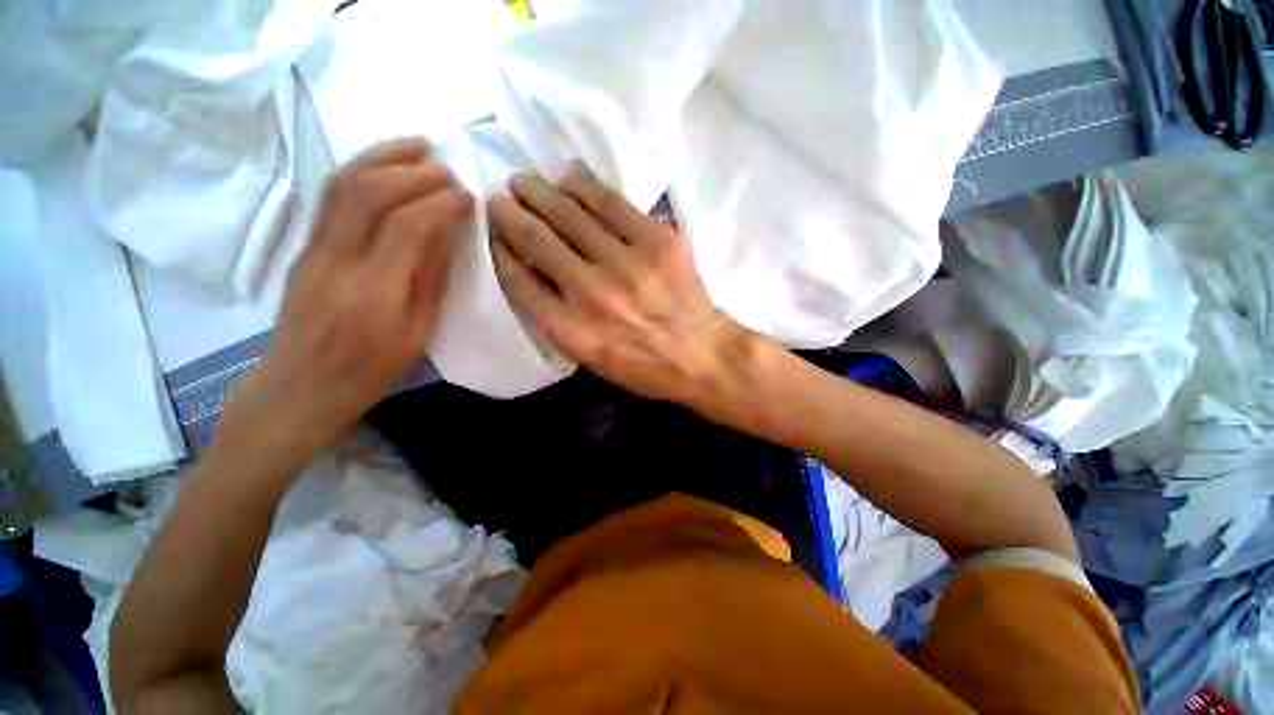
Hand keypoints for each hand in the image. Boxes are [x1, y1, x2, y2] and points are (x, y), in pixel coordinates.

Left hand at [223, 140, 470, 466]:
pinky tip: (385, 166)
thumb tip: (449, 234)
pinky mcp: (303, 247)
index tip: (468, 197)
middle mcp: (337, 262)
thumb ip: (432, 279)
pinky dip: (361, 170)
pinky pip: (330, 196)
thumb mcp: (417, 333)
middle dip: (415, 172)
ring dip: (384, 158)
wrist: (300, 386)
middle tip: (450, 171)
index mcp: (374, 293)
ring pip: (343, 185)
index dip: (440, 203)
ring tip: (419, 147)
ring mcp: (312, 250)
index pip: (407, 226)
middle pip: (370, 193)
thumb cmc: (370, 370)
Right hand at [490, 163, 747, 406]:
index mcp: (571, 331)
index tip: (492, 232)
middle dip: (509, 212)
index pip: (518, 279)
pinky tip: (570, 178)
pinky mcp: (656, 240)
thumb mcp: (592, 359)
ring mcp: (625, 263)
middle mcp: (591, 293)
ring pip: (568, 212)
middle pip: (535, 239)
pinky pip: (610, 201)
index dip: (499, 249)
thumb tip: (534, 272)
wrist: (701, 355)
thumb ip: (558, 320)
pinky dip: (583, 185)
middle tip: (501, 198)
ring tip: (526, 183)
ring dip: (539, 191)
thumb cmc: (645, 366)